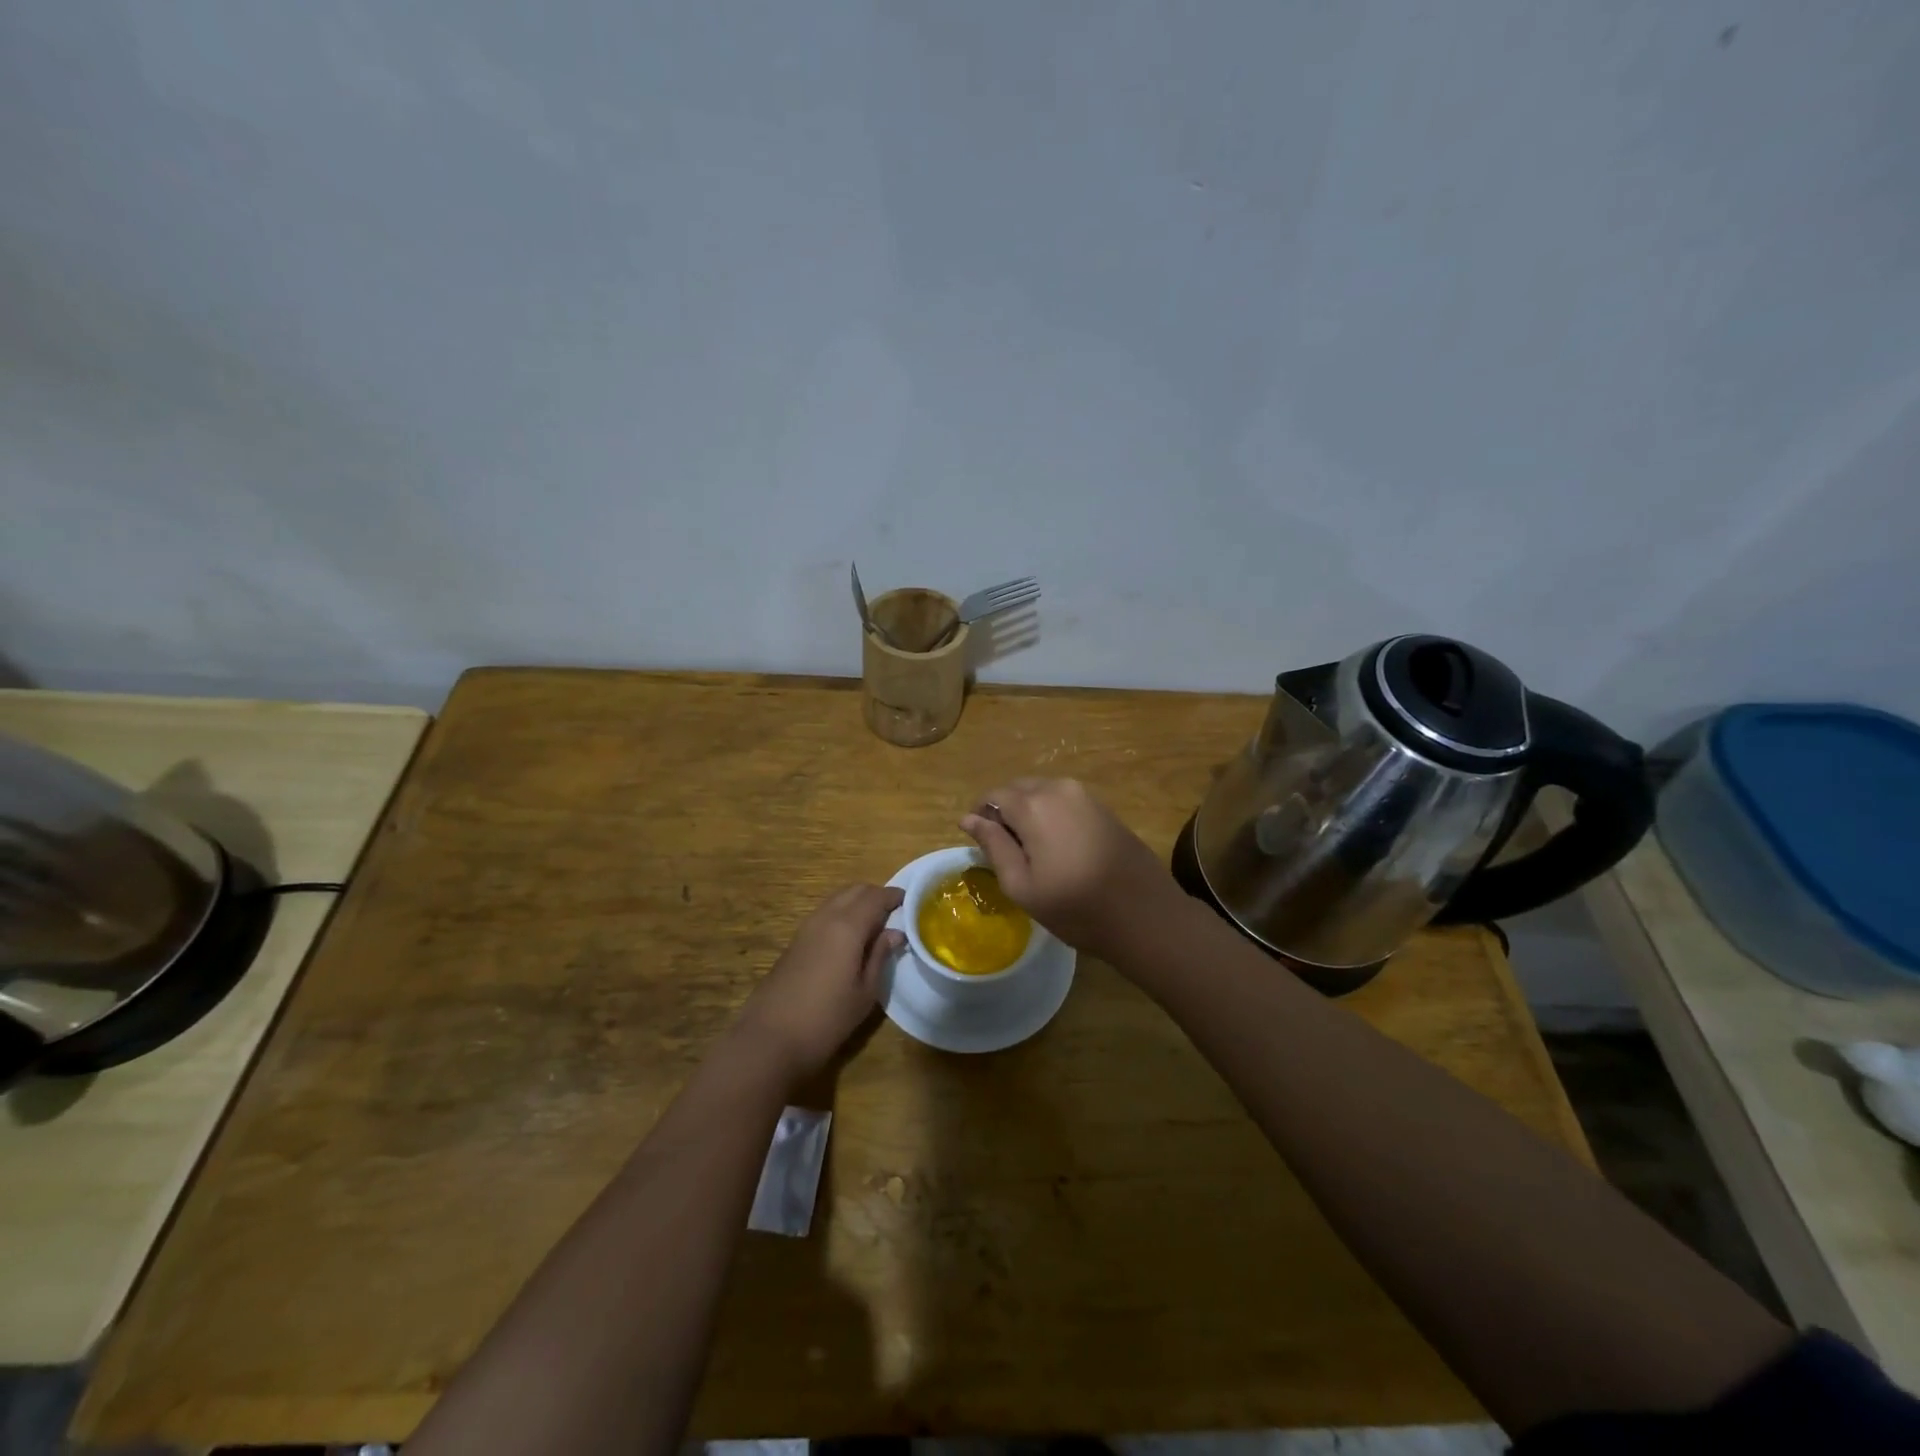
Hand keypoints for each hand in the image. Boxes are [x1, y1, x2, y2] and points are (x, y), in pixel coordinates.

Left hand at [733, 884, 903, 1083]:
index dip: (895, 896)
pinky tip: (850, 939)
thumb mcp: (865, 992)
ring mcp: (806, 928)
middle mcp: (825, 917)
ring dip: (857, 904)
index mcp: (847, 926)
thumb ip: (880, 956)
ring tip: (875, 926)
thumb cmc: (827, 1019)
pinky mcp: (795, 941)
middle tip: (895, 913)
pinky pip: (825, 914)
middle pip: (854, 891)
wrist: (769, 1039)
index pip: (876, 897)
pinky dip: (842, 914)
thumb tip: (895, 932)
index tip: (911, 902)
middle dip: (876, 895)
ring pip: (837, 900)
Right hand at [960, 778, 1179, 959]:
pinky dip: (1051, 815)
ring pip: (1042, 792)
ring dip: (1028, 812)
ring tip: (1031, 851)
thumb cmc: (1075, 907)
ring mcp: (1085, 795)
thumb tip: (968, 819)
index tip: (980, 843)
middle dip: (1005, 811)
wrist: (1145, 914)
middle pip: (1018, 789)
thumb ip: (993, 845)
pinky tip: (1058, 847)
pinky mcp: (1103, 806)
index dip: (981, 816)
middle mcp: (1057, 788)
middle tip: (1005, 850)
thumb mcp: (1022, 884)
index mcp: (1032, 805)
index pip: (993, 796)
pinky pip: (1064, 800)